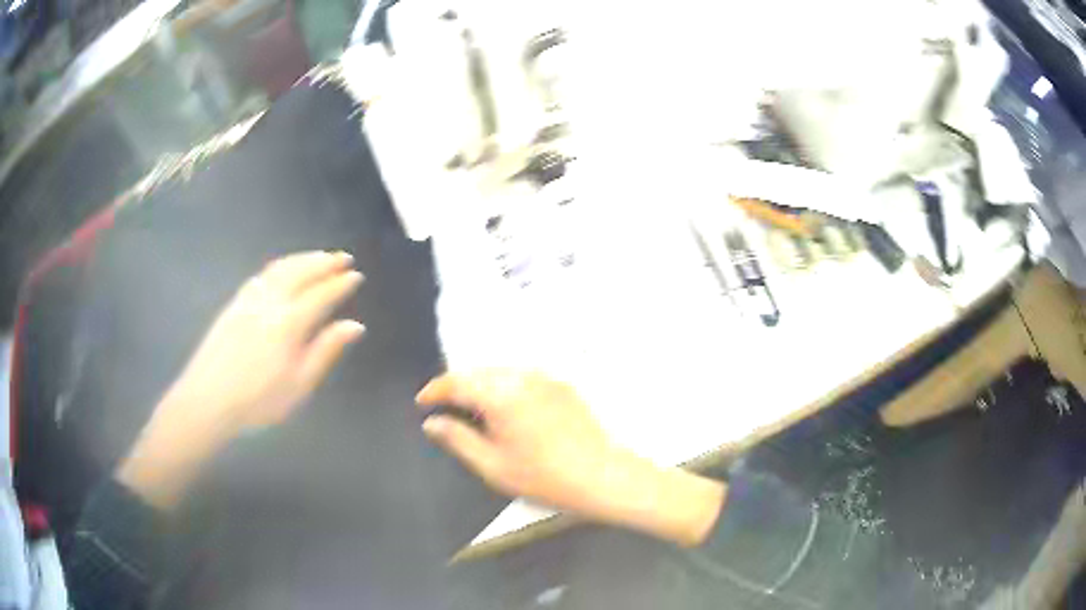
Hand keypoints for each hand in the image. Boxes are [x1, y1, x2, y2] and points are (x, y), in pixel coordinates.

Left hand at [118, 251, 365, 508]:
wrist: (208, 400)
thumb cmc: (258, 401)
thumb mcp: (299, 385)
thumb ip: (325, 351)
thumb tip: (354, 326)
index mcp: (288, 323)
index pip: (321, 295)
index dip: (340, 284)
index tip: (357, 275)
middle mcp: (269, 302)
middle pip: (300, 272)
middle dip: (324, 262)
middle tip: (343, 257)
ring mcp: (249, 300)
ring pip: (279, 269)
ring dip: (302, 259)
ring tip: (318, 256)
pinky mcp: (234, 304)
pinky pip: (262, 275)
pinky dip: (280, 266)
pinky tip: (283, 270)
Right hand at [416, 370, 725, 546]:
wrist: (601, 475)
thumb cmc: (544, 477)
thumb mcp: (493, 466)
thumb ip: (458, 439)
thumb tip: (432, 423)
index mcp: (500, 395)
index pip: (457, 382)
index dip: (435, 390)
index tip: (422, 402)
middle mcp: (521, 377)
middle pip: (478, 372)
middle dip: (457, 385)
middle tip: (444, 406)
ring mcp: (545, 378)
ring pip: (501, 371)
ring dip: (481, 383)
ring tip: (472, 407)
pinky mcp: (561, 385)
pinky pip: (523, 376)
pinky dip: (505, 385)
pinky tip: (506, 407)